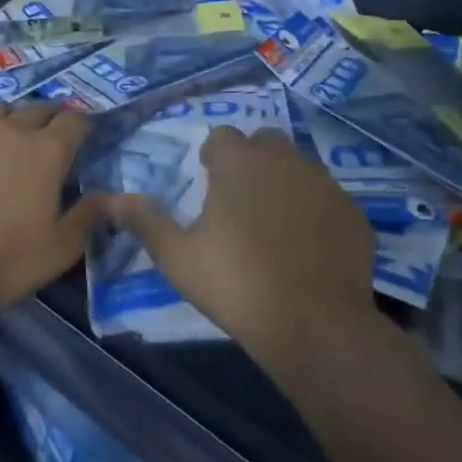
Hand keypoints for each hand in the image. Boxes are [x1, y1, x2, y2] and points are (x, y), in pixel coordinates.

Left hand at [0, 102, 102, 315]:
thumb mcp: (58, 251)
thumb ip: (88, 218)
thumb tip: (114, 196)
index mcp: (47, 152)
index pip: (75, 121)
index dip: (83, 126)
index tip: (84, 139)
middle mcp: (10, 130)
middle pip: (38, 108)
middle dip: (49, 120)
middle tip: (48, 142)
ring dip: (8, 118)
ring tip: (6, 137)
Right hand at [106, 127, 377, 369]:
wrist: (316, 324)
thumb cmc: (236, 283)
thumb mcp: (178, 256)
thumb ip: (144, 221)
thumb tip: (108, 198)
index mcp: (240, 162)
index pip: (223, 136)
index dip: (213, 156)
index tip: (208, 183)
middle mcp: (284, 159)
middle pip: (264, 142)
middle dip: (251, 161)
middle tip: (240, 201)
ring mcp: (324, 183)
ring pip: (299, 167)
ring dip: (284, 182)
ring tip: (274, 225)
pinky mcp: (353, 212)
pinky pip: (328, 198)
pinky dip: (315, 211)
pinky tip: (309, 246)